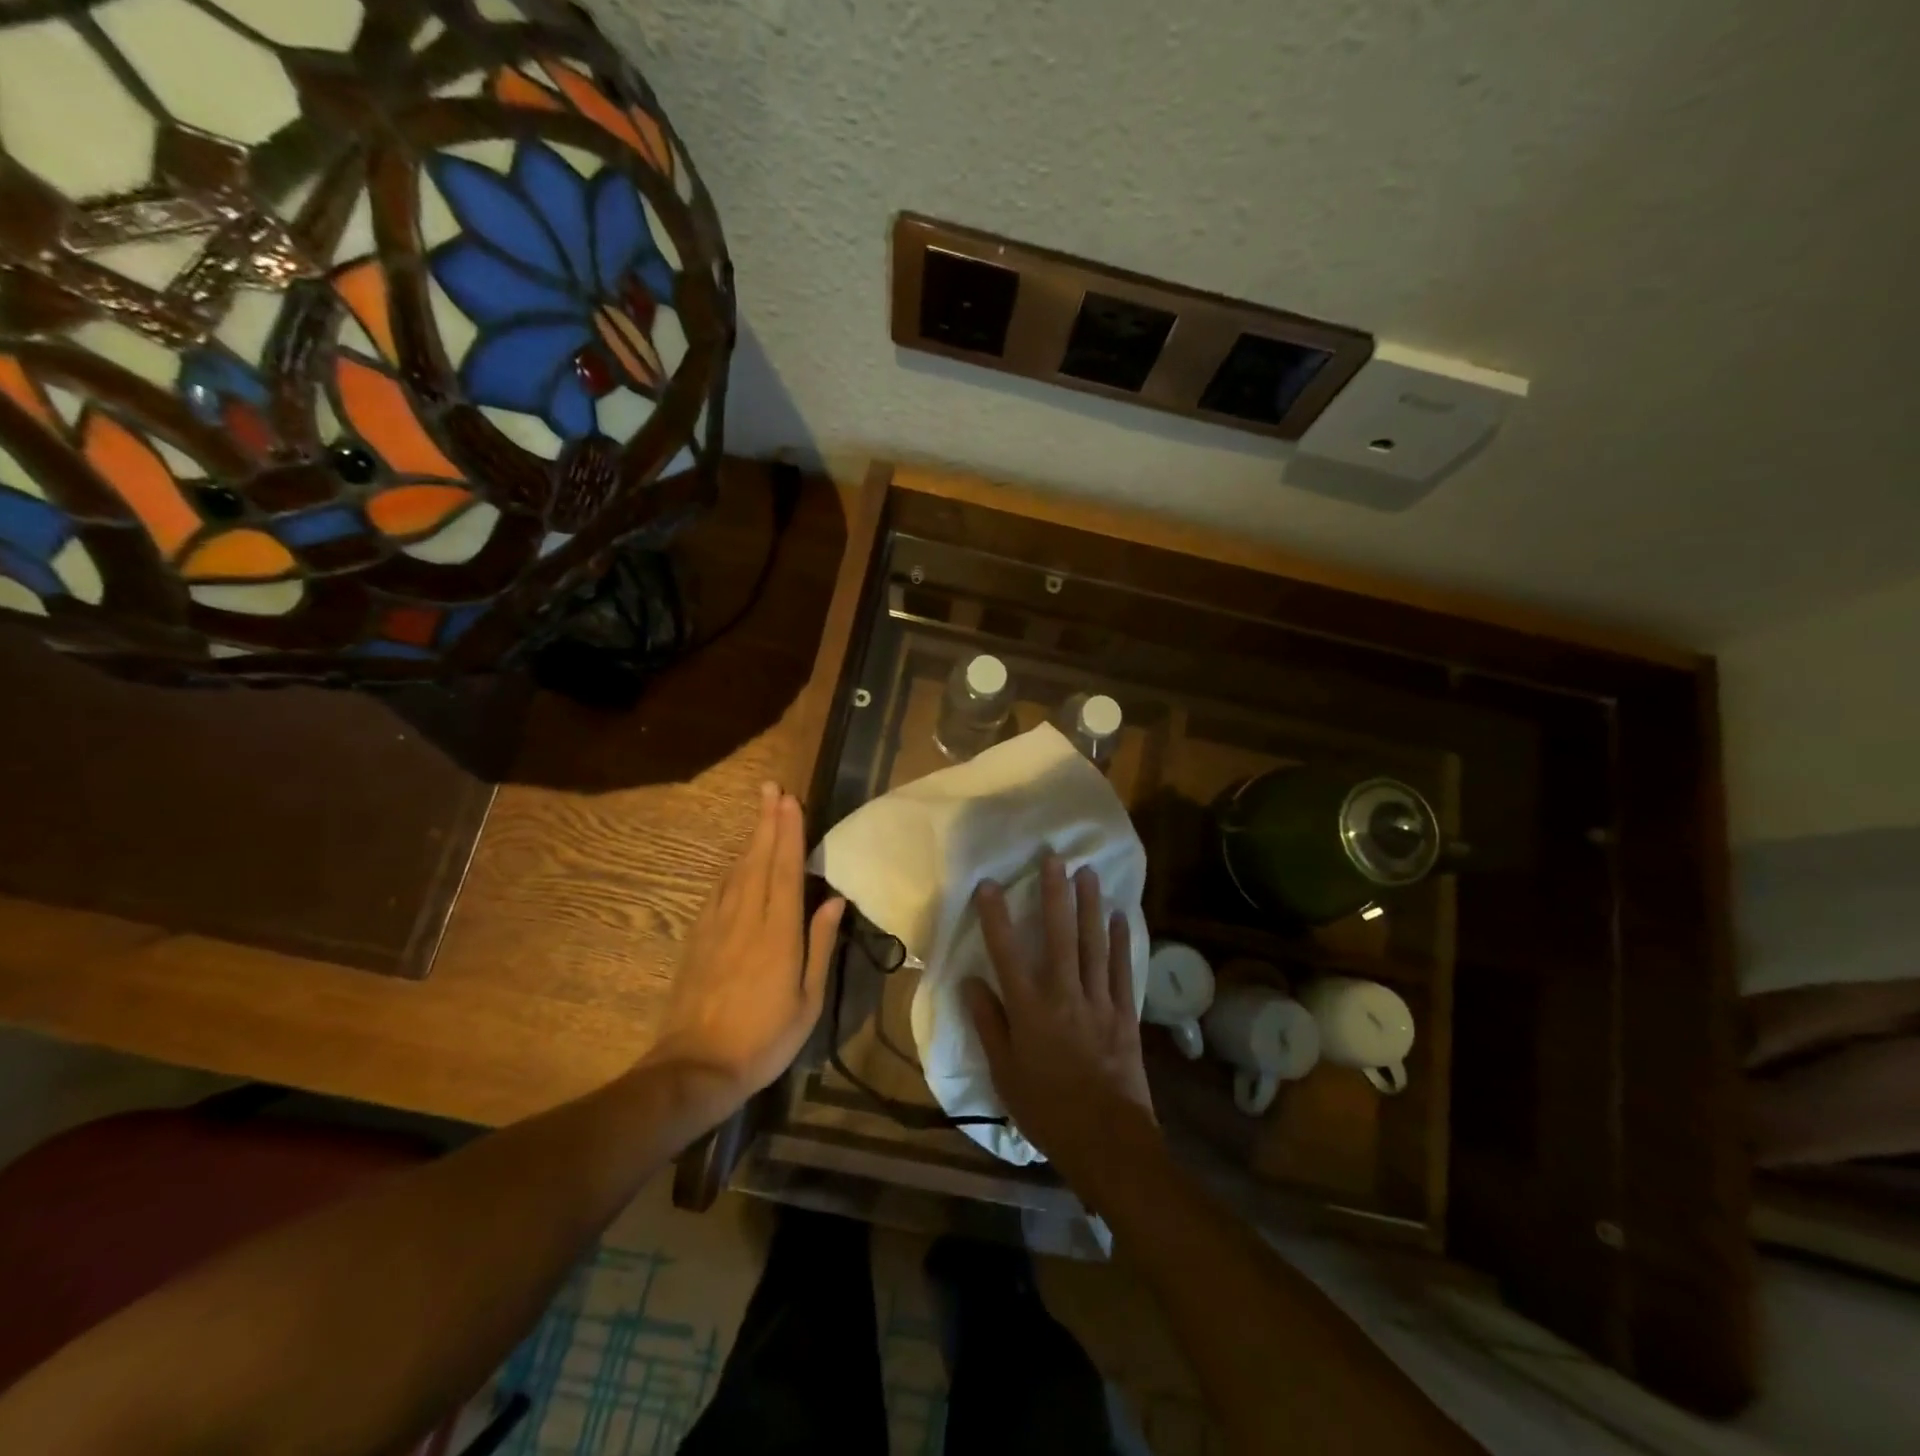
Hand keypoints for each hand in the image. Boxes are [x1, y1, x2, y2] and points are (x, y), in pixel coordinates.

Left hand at [646, 782, 844, 1108]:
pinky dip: (731, 869)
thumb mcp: (807, 999)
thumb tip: (833, 899)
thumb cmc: (764, 1038)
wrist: (696, 1068)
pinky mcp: (697, 939)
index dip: (789, 832)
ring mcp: (717, 927)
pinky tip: (736, 862)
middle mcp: (746, 919)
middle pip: (758, 860)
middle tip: (771, 789)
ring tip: (760, 813)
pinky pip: (718, 892)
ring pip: (736, 871)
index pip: (785, 870)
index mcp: (778, 933)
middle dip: (766, 822)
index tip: (790, 800)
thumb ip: (820, 944)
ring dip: (749, 839)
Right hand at [963, 855, 1155, 1180]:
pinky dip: (1121, 942)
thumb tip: (970, 982)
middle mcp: (1064, 995)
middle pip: (1059, 936)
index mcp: (1030, 1010)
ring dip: (1090, 906)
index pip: (1007, 953)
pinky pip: (1121, 970)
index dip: (997, 917)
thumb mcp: (1004, 1073)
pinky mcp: (1124, 1014)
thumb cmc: (1047, 1110)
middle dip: (1055, 894)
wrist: (1107, 1141)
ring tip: (1088, 873)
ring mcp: (1098, 1002)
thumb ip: (988, 1024)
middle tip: (1054, 858)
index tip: (989, 884)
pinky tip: (1120, 917)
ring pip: (1093, 944)